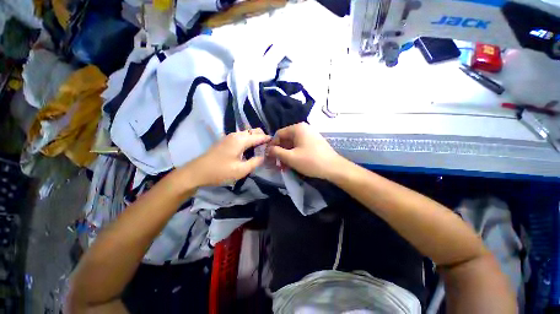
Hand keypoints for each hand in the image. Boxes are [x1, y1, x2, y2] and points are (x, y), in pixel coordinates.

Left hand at [185, 129, 270, 187]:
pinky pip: (242, 137)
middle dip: (263, 137)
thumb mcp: (241, 170)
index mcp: (240, 140)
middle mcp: (236, 135)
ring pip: (248, 133)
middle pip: (254, 131)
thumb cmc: (220, 171)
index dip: (268, 140)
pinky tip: (250, 150)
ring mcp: (230, 137)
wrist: (197, 172)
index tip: (276, 145)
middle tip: (268, 149)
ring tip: (261, 150)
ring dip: (256, 139)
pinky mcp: (226, 141)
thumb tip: (264, 156)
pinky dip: (249, 141)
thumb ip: (255, 162)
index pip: (259, 136)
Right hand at [267, 123, 344, 179]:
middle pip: (286, 139)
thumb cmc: (311, 161)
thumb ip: (276, 152)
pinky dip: (294, 154)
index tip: (269, 156)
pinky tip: (292, 164)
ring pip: (292, 144)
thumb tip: (268, 149)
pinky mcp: (314, 143)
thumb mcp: (290, 157)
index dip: (272, 145)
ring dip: (286, 155)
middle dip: (280, 152)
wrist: (334, 168)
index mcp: (297, 128)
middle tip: (276, 164)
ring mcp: (310, 135)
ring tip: (284, 167)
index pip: (278, 134)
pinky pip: (300, 147)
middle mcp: (303, 129)